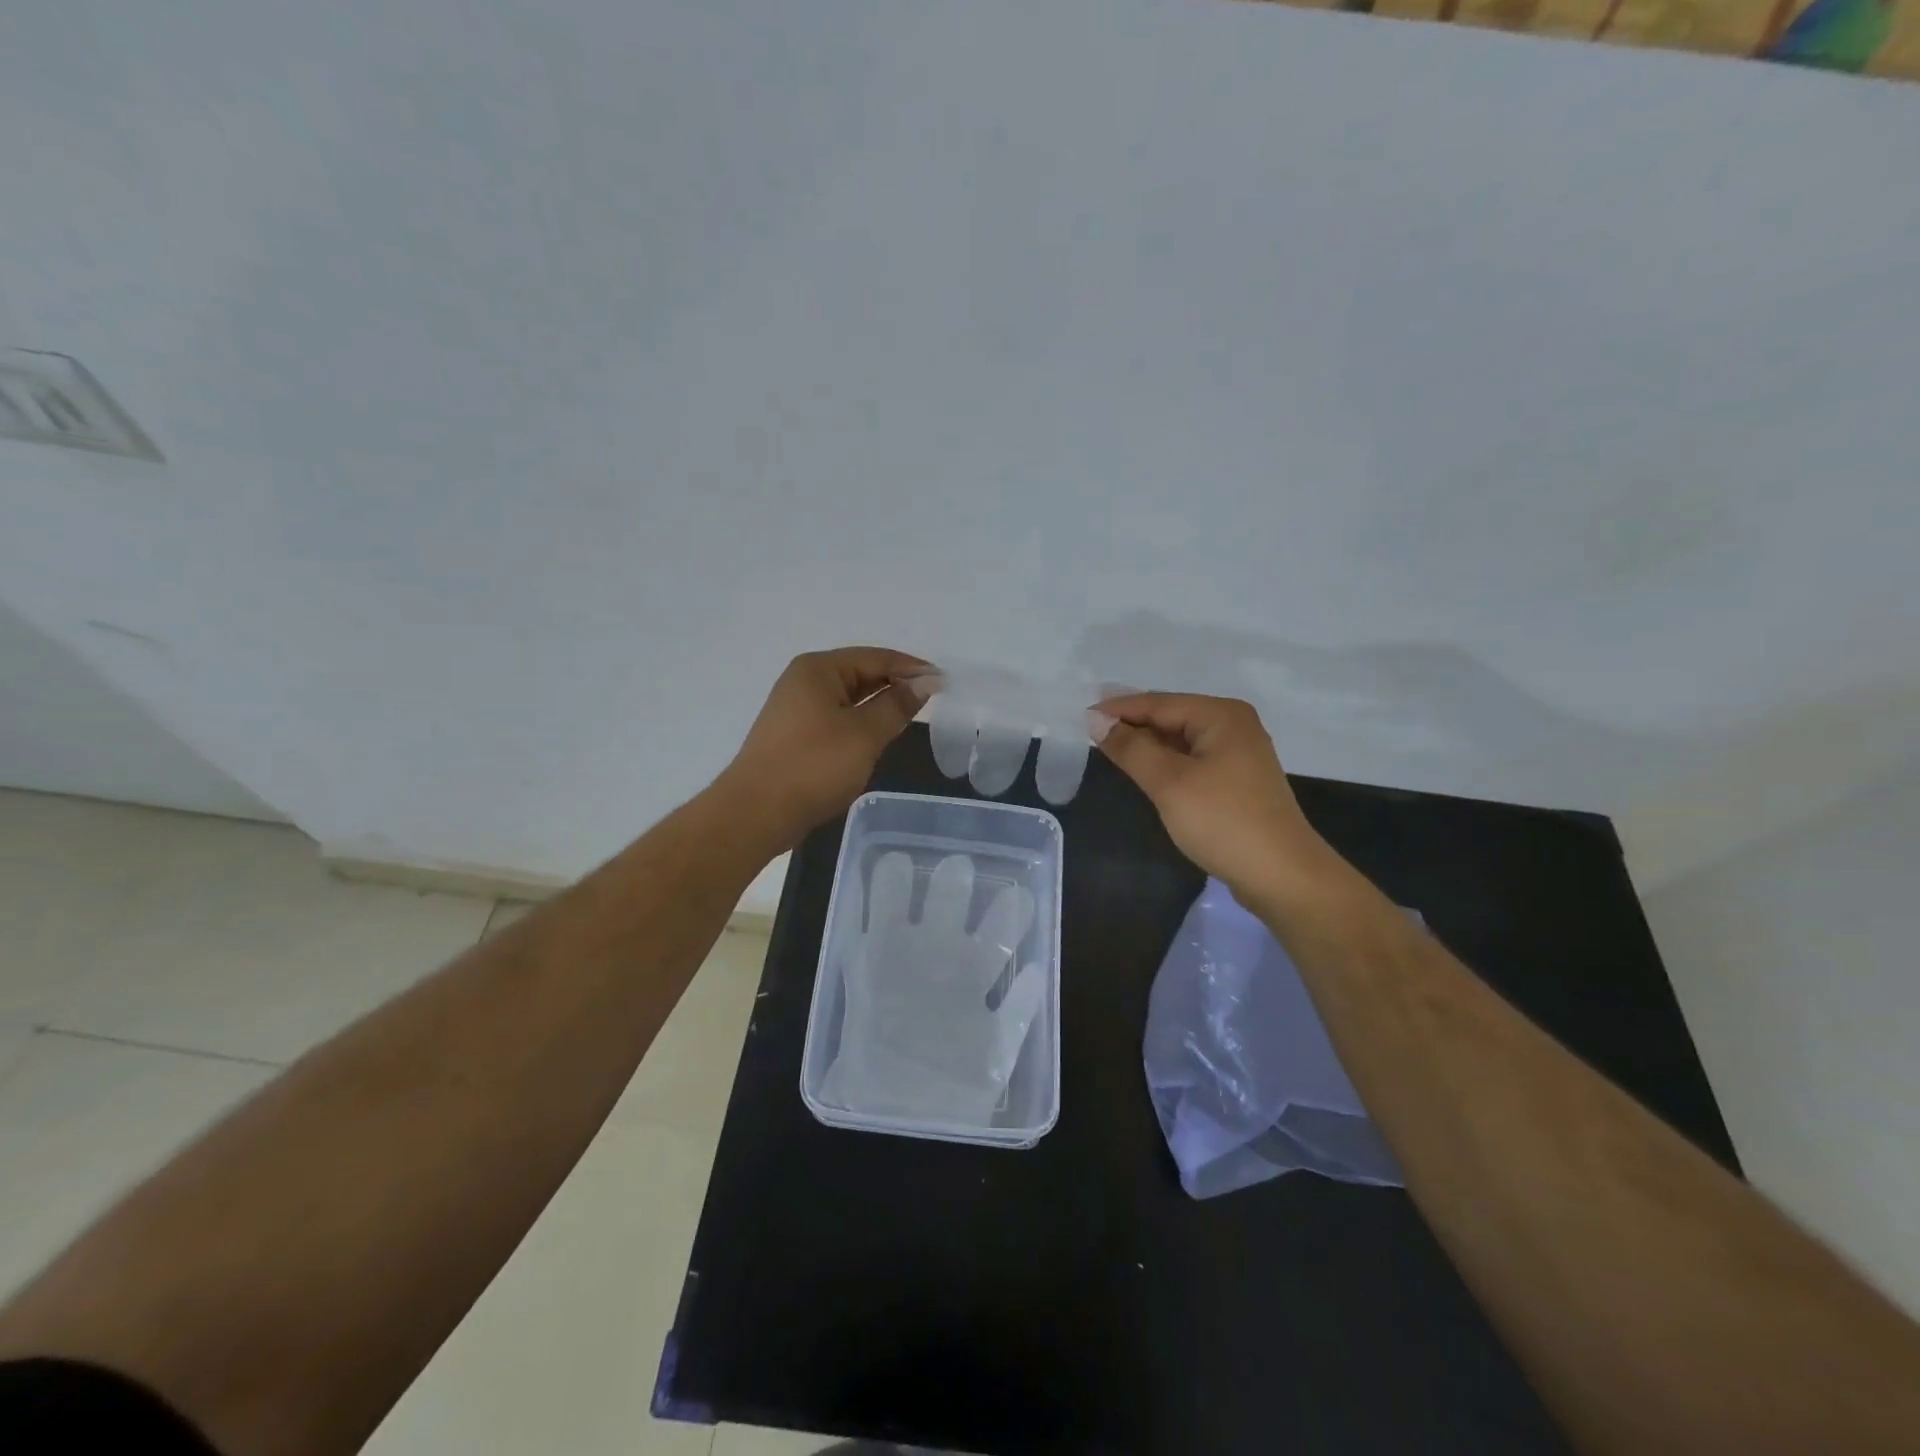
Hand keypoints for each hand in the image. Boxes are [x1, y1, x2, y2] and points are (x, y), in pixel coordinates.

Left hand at [724, 647, 926, 844]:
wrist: (756, 813)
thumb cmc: (813, 767)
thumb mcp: (864, 734)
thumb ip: (897, 706)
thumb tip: (925, 683)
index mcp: (818, 669)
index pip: (876, 657)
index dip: (912, 668)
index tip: (945, 682)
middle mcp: (804, 681)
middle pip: (860, 673)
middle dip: (896, 684)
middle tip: (933, 700)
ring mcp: (795, 708)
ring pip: (849, 698)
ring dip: (879, 705)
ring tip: (912, 717)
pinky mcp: (794, 735)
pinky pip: (837, 718)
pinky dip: (861, 723)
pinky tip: (878, 736)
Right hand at [1097, 693, 1342, 902]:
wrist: (1281, 875)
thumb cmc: (1222, 821)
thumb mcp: (1169, 782)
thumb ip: (1130, 748)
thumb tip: (1096, 720)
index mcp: (1221, 715)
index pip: (1158, 703)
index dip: (1118, 710)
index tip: (1080, 717)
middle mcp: (1232, 725)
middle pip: (1170, 716)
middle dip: (1131, 724)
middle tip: (1089, 732)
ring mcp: (1238, 753)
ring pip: (1180, 739)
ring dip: (1147, 744)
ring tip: (1108, 749)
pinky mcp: (1236, 780)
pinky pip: (1191, 759)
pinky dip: (1165, 762)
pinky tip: (1144, 771)